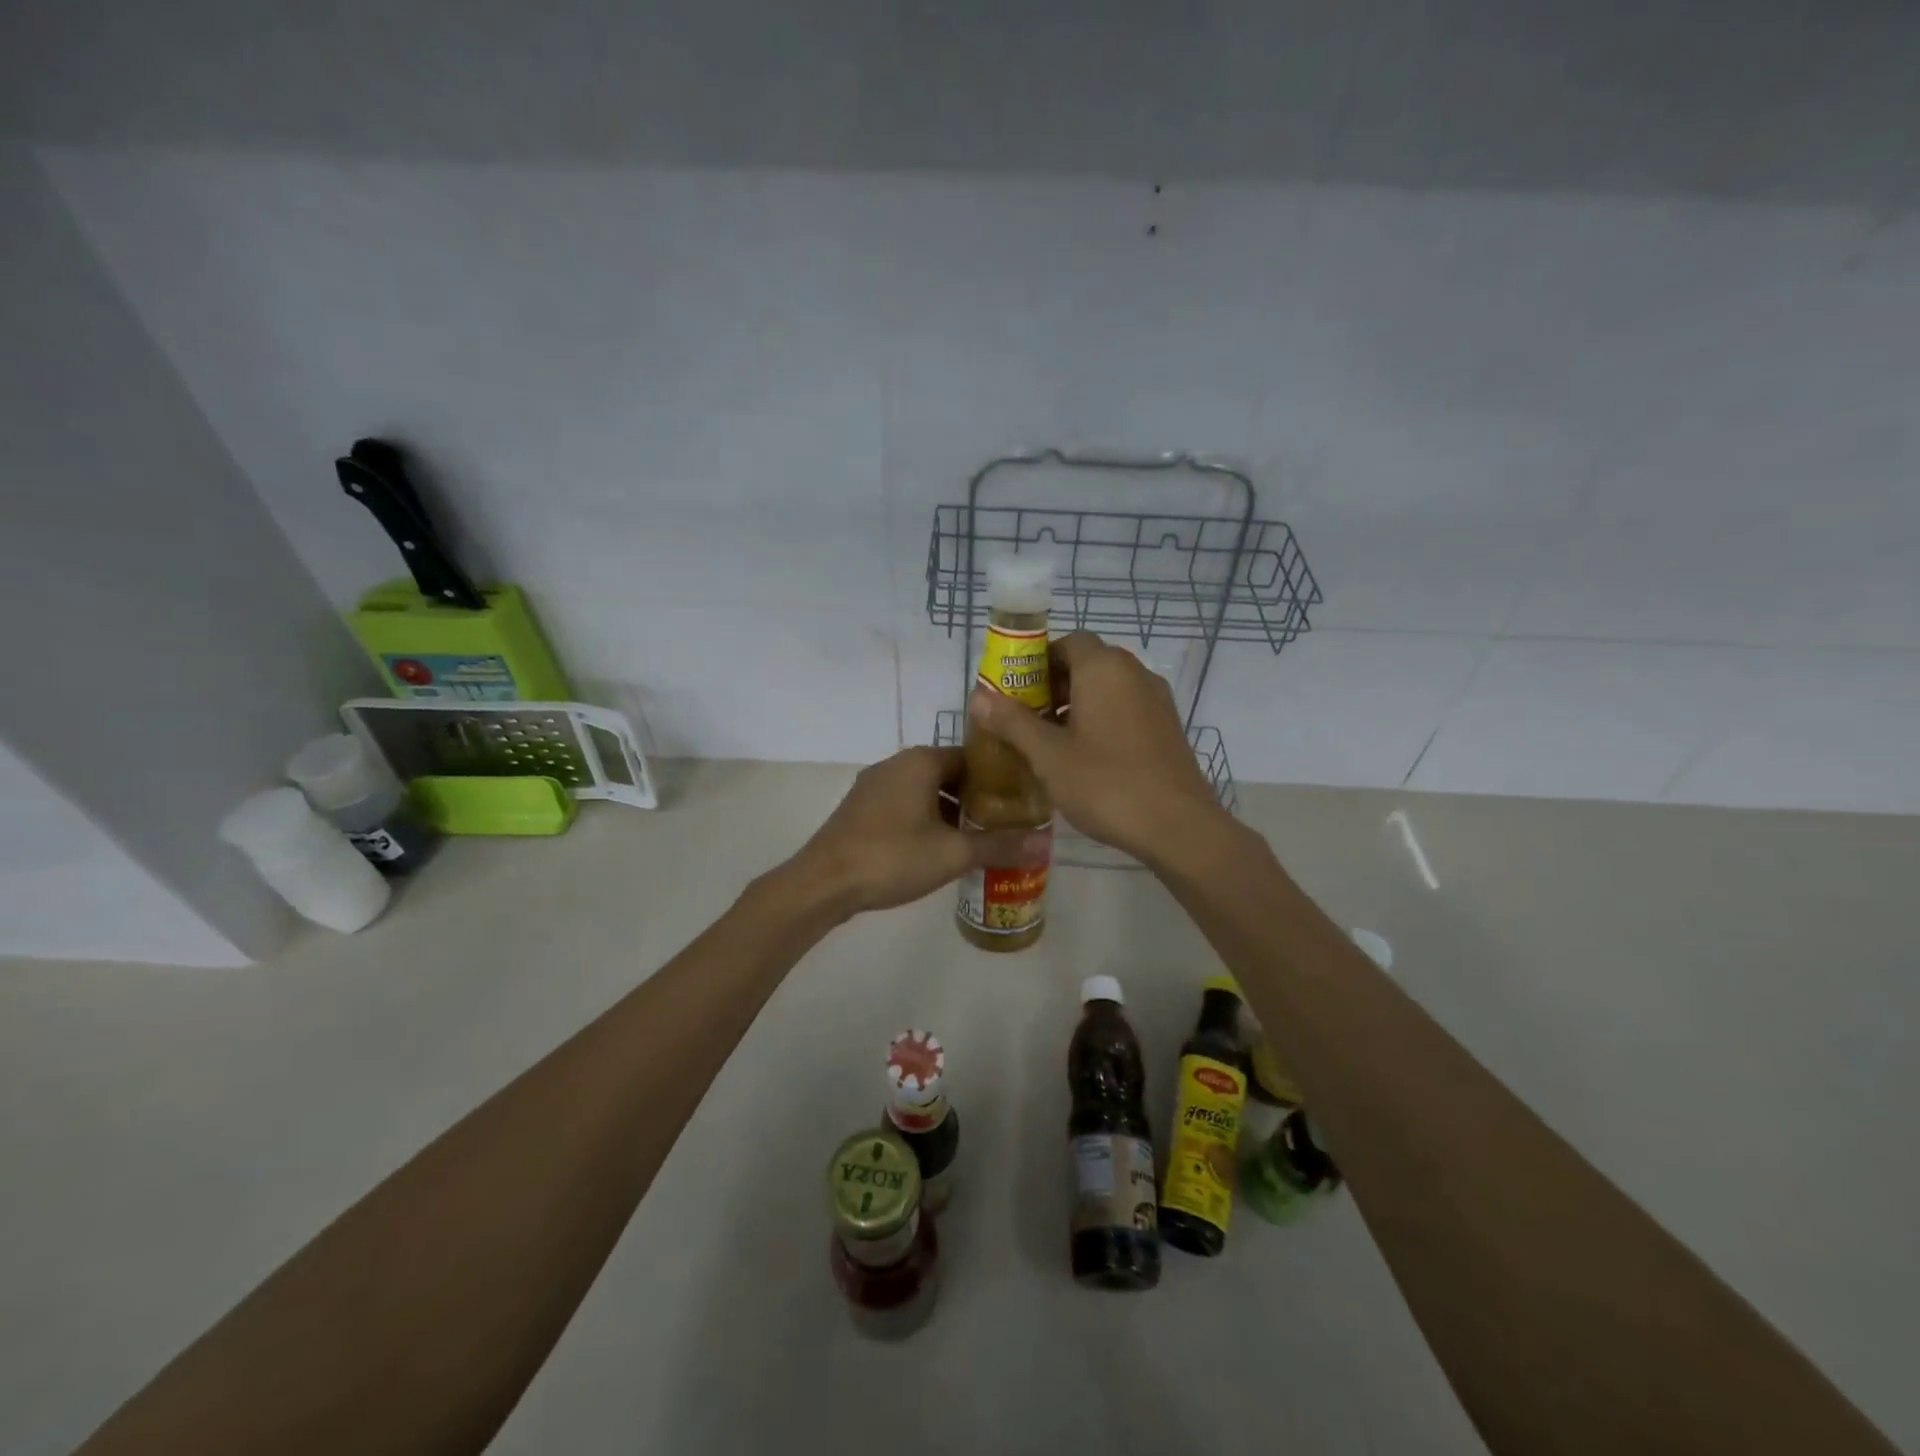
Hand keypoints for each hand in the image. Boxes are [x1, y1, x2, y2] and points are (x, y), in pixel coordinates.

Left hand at [785, 747, 1046, 918]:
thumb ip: (999, 846)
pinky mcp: (860, 808)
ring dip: (950, 811)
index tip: (1020, 800)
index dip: (999, 778)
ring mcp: (873, 786)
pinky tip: (936, 848)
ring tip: (975, 839)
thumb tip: (1045, 844)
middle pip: (948, 773)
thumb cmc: (892, 857)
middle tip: (1003, 824)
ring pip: (925, 791)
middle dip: (976, 798)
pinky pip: (903, 804)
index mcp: (920, 761)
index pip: (972, 757)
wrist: (823, 882)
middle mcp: (896, 764)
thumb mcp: (953, 853)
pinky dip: (925, 818)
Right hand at [967, 630, 1224, 865]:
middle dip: (1053, 685)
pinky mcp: (1167, 727)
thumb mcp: (1048, 755)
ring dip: (1077, 704)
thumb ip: (1012, 722)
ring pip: (1108, 688)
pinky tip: (1085, 757)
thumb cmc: (1106, 783)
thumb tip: (978, 696)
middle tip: (1026, 719)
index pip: (1068, 643)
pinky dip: (1102, 720)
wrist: (1177, 826)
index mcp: (1104, 669)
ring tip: (1051, 742)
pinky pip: (1126, 708)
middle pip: (1088, 663)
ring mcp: (1156, 700)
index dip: (1038, 661)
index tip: (1016, 691)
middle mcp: (1134, 673)